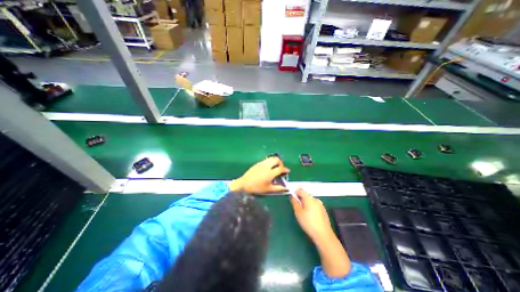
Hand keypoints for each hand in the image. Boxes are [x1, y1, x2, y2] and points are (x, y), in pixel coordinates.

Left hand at [229, 157, 290, 194]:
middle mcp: (267, 166)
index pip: (280, 168)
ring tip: (275, 167)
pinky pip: (267, 160)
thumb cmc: (256, 188)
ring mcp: (262, 163)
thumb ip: (278, 188)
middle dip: (281, 163)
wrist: (244, 184)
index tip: (287, 171)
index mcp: (270, 173)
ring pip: (271, 158)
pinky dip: (270, 162)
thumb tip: (286, 188)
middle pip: (277, 159)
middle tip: (281, 168)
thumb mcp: (268, 189)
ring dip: (275, 161)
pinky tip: (269, 168)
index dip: (285, 169)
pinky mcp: (258, 163)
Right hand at [289, 190, 332, 241]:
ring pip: (310, 200)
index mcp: (309, 198)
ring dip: (305, 203)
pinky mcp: (323, 210)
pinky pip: (314, 205)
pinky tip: (310, 216)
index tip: (292, 198)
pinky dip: (310, 207)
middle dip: (300, 199)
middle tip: (296, 207)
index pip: (301, 190)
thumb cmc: (308, 223)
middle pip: (306, 195)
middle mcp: (316, 199)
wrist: (323, 235)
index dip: (295, 192)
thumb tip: (292, 196)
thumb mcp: (298, 213)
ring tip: (303, 213)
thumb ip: (294, 202)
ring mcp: (321, 205)